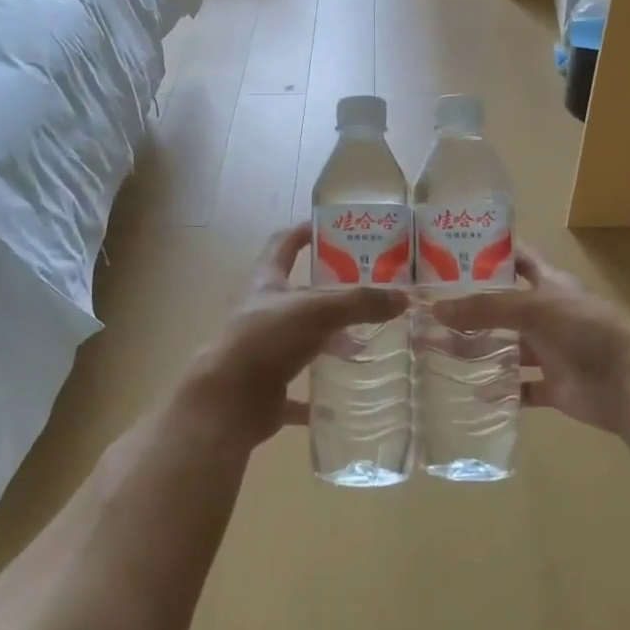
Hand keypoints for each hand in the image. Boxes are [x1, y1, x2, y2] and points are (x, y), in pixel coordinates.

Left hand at [181, 223, 407, 447]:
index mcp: (266, 283)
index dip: (303, 233)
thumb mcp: (316, 311)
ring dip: (328, 341)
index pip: (283, 245)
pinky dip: (319, 395)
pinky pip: (299, 390)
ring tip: (366, 342)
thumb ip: (359, 303)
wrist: (226, 401)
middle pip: (298, 295)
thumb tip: (403, 298)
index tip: (330, 228)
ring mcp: (264, 351)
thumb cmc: (265, 340)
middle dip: (330, 293)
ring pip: (302, 340)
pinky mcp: (268, 387)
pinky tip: (343, 398)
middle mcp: (262, 313)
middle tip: (367, 291)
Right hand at [433, 245, 629, 436]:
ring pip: (508, 349)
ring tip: (437, 352)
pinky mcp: (556, 386)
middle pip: (502, 308)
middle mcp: (547, 314)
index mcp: (548, 284)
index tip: (452, 249)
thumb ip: (485, 309)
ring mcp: (552, 351)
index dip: (489, 252)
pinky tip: (474, 393)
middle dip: (470, 310)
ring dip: (478, 351)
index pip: (517, 258)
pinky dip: (501, 392)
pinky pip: (522, 388)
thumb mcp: (532, 308)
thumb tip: (435, 309)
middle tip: (430, 311)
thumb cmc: (585, 328)